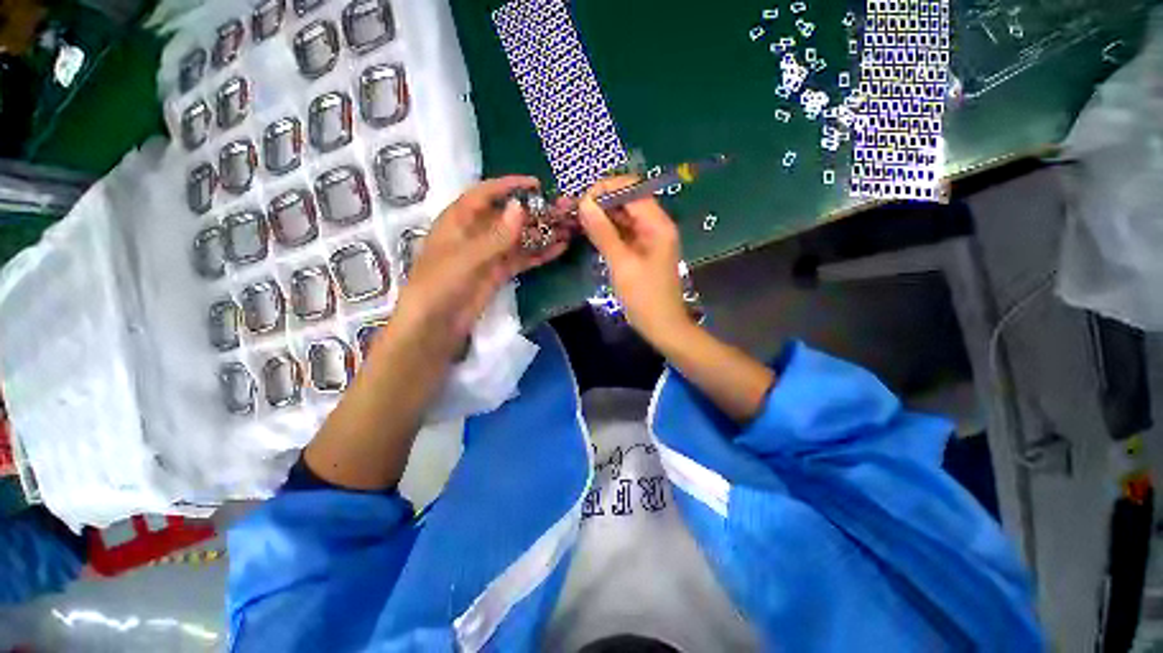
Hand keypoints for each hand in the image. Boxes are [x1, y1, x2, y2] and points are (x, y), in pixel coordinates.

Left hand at [390, 176, 568, 359]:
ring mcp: (490, 254)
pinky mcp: (499, 273)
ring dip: (542, 233)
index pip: (486, 193)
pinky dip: (540, 254)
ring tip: (569, 228)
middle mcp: (476, 232)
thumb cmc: (440, 284)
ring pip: (520, 238)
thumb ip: (496, 235)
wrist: (435, 325)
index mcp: (459, 219)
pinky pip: (522, 258)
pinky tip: (560, 249)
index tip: (536, 184)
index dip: (509, 185)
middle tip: (563, 209)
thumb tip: (521, 207)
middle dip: (536, 212)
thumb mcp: (467, 257)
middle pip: (509, 216)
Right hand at [577, 176, 692, 346]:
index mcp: (658, 224)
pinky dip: (608, 230)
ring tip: (578, 220)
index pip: (632, 190)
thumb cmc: (644, 297)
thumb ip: (603, 232)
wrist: (662, 326)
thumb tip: (584, 203)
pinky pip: (624, 232)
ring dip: (603, 216)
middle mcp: (656, 225)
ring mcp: (650, 238)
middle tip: (575, 210)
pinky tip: (591, 233)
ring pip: (624, 216)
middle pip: (628, 200)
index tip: (581, 201)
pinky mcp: (643, 250)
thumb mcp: (622, 264)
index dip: (606, 189)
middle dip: (602, 201)